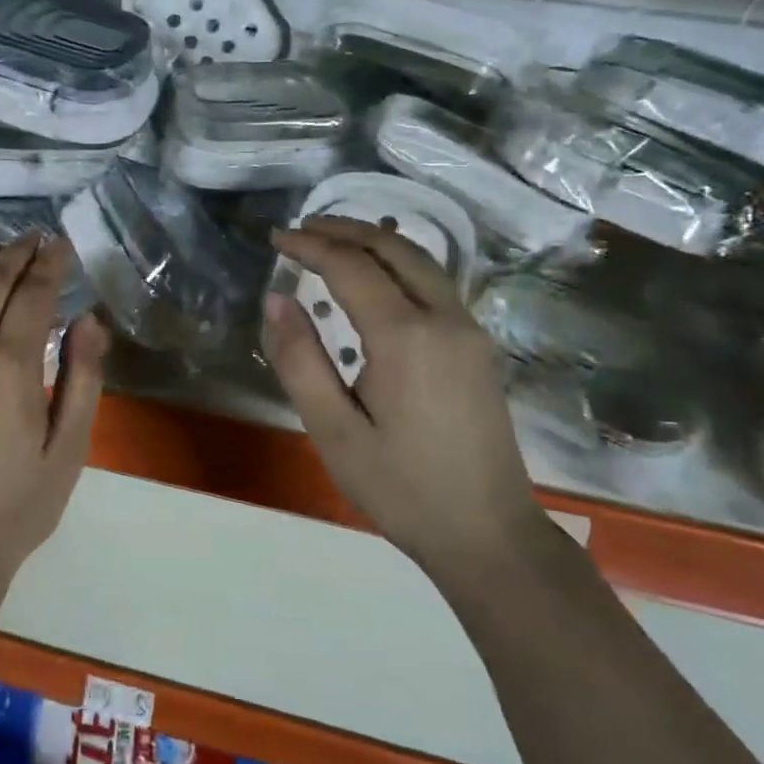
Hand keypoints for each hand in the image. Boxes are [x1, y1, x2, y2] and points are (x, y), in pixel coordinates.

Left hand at [0, 233, 109, 602]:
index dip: (50, 264)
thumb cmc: (21, 500)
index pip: (31, 294)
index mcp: (7, 365)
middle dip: (16, 254)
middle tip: (36, 237)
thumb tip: (90, 318)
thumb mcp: (70, 445)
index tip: (63, 245)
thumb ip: (82, 375)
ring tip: (2, 252)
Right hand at [262, 218, 545, 578]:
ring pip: (419, 261)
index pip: (351, 267)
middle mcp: (445, 319)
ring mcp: (469, 330)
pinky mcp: (477, 346)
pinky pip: (434, 283)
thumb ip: (300, 360)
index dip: (310, 247)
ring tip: (331, 240)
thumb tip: (276, 300)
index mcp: (406, 337)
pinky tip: (374, 276)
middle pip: (393, 248)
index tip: (276, 240)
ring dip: (373, 241)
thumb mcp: (334, 431)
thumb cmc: (401, 488)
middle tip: (301, 229)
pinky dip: (396, 263)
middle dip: (344, 230)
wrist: (488, 533)